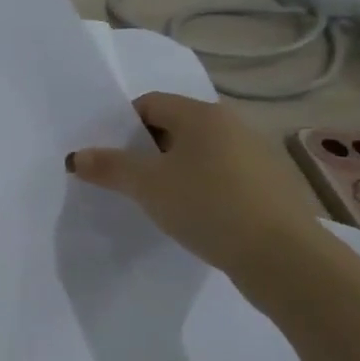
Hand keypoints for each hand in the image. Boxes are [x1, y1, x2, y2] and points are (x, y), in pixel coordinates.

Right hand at [66, 92, 325, 276]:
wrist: (283, 257)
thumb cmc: (207, 205)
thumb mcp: (146, 185)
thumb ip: (108, 166)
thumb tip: (76, 156)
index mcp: (203, 115)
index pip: (149, 103)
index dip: (122, 126)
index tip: (108, 156)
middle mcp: (233, 125)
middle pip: (174, 126)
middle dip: (145, 149)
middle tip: (125, 178)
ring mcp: (257, 154)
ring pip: (199, 153)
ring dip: (173, 169)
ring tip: (156, 199)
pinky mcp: (270, 185)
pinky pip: (221, 175)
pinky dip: (200, 186)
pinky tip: (193, 213)